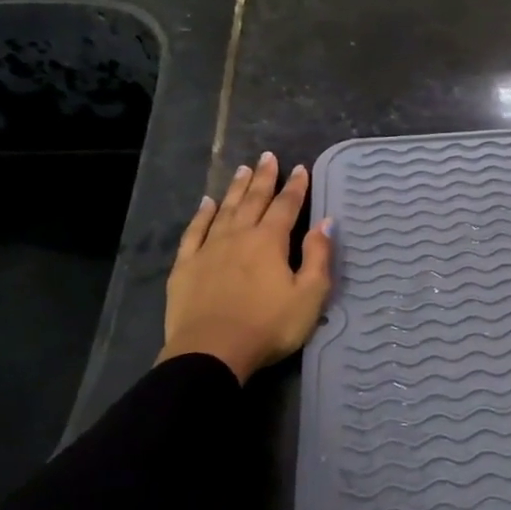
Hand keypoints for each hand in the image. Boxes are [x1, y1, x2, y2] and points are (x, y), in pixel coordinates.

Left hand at [158, 153, 332, 382]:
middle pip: (253, 200)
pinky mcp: (185, 266)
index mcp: (270, 241)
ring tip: (242, 169)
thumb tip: (325, 222)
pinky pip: (194, 231)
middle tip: (268, 157)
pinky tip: (206, 204)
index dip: (296, 187)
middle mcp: (238, 236)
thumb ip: (318, 256)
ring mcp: (208, 249)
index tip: (301, 168)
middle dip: (263, 178)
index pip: (286, 206)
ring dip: (235, 189)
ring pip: (224, 210)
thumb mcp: (309, 295)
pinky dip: (202, 215)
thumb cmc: (269, 325)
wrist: (212, 352)